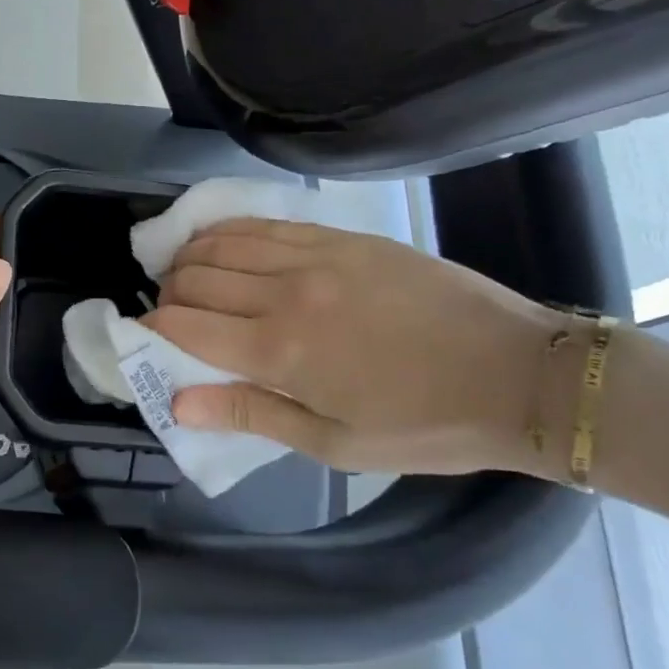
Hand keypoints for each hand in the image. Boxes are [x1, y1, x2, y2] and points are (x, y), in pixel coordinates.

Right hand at [145, 219, 562, 476]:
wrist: (520, 375)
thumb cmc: (425, 425)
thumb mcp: (335, 444)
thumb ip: (250, 414)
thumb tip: (177, 402)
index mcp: (281, 351)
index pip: (184, 326)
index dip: (153, 331)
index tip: (149, 340)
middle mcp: (287, 293)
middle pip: (194, 278)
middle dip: (168, 296)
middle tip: (174, 318)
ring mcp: (317, 256)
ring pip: (222, 242)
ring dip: (192, 260)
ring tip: (191, 279)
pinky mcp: (344, 238)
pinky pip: (266, 224)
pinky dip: (229, 233)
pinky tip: (225, 246)